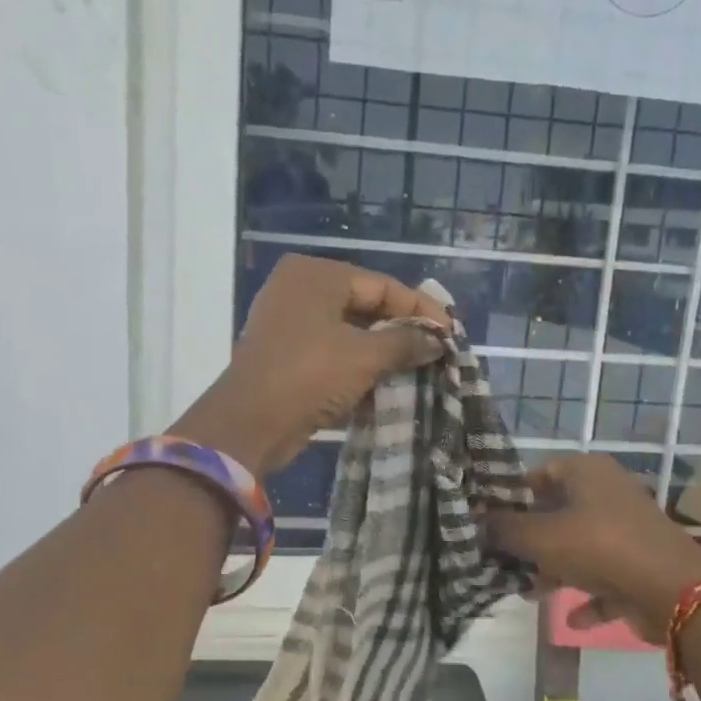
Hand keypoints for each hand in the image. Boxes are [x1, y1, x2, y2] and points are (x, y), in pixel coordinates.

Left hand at [172, 255, 450, 476]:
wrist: (250, 425)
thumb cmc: (309, 376)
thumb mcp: (364, 356)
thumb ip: (405, 342)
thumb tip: (437, 341)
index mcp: (316, 275)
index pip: (381, 285)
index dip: (420, 309)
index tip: (451, 332)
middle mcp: (299, 290)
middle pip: (365, 306)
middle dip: (401, 331)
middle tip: (436, 350)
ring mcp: (288, 323)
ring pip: (349, 331)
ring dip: (382, 352)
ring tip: (418, 369)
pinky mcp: (286, 355)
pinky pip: (332, 352)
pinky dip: (358, 365)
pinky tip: (386, 383)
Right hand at [485, 454, 700, 642]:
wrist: (673, 591)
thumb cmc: (599, 547)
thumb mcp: (540, 536)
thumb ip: (505, 529)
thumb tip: (479, 522)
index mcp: (587, 472)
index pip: (539, 473)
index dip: (511, 495)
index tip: (486, 520)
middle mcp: (609, 494)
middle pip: (557, 512)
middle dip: (529, 539)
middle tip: (499, 559)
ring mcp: (627, 530)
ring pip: (578, 547)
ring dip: (553, 570)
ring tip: (526, 592)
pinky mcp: (639, 565)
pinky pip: (604, 579)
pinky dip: (587, 596)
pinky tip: (570, 618)